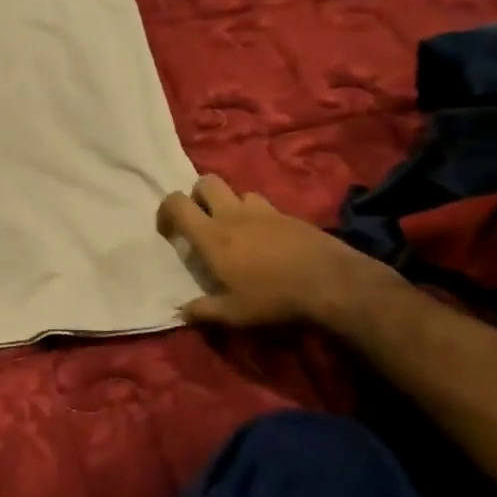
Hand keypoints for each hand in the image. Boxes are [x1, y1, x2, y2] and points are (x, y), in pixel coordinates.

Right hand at [157, 176, 401, 333]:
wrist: (331, 282)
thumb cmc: (274, 298)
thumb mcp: (234, 314)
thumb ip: (204, 311)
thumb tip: (180, 312)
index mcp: (212, 235)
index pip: (177, 203)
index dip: (165, 210)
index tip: (168, 231)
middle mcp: (232, 215)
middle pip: (206, 182)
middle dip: (198, 196)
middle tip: (202, 221)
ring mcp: (263, 211)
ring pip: (238, 192)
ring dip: (231, 204)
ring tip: (237, 230)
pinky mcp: (289, 215)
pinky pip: (265, 206)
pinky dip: (259, 216)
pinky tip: (268, 240)